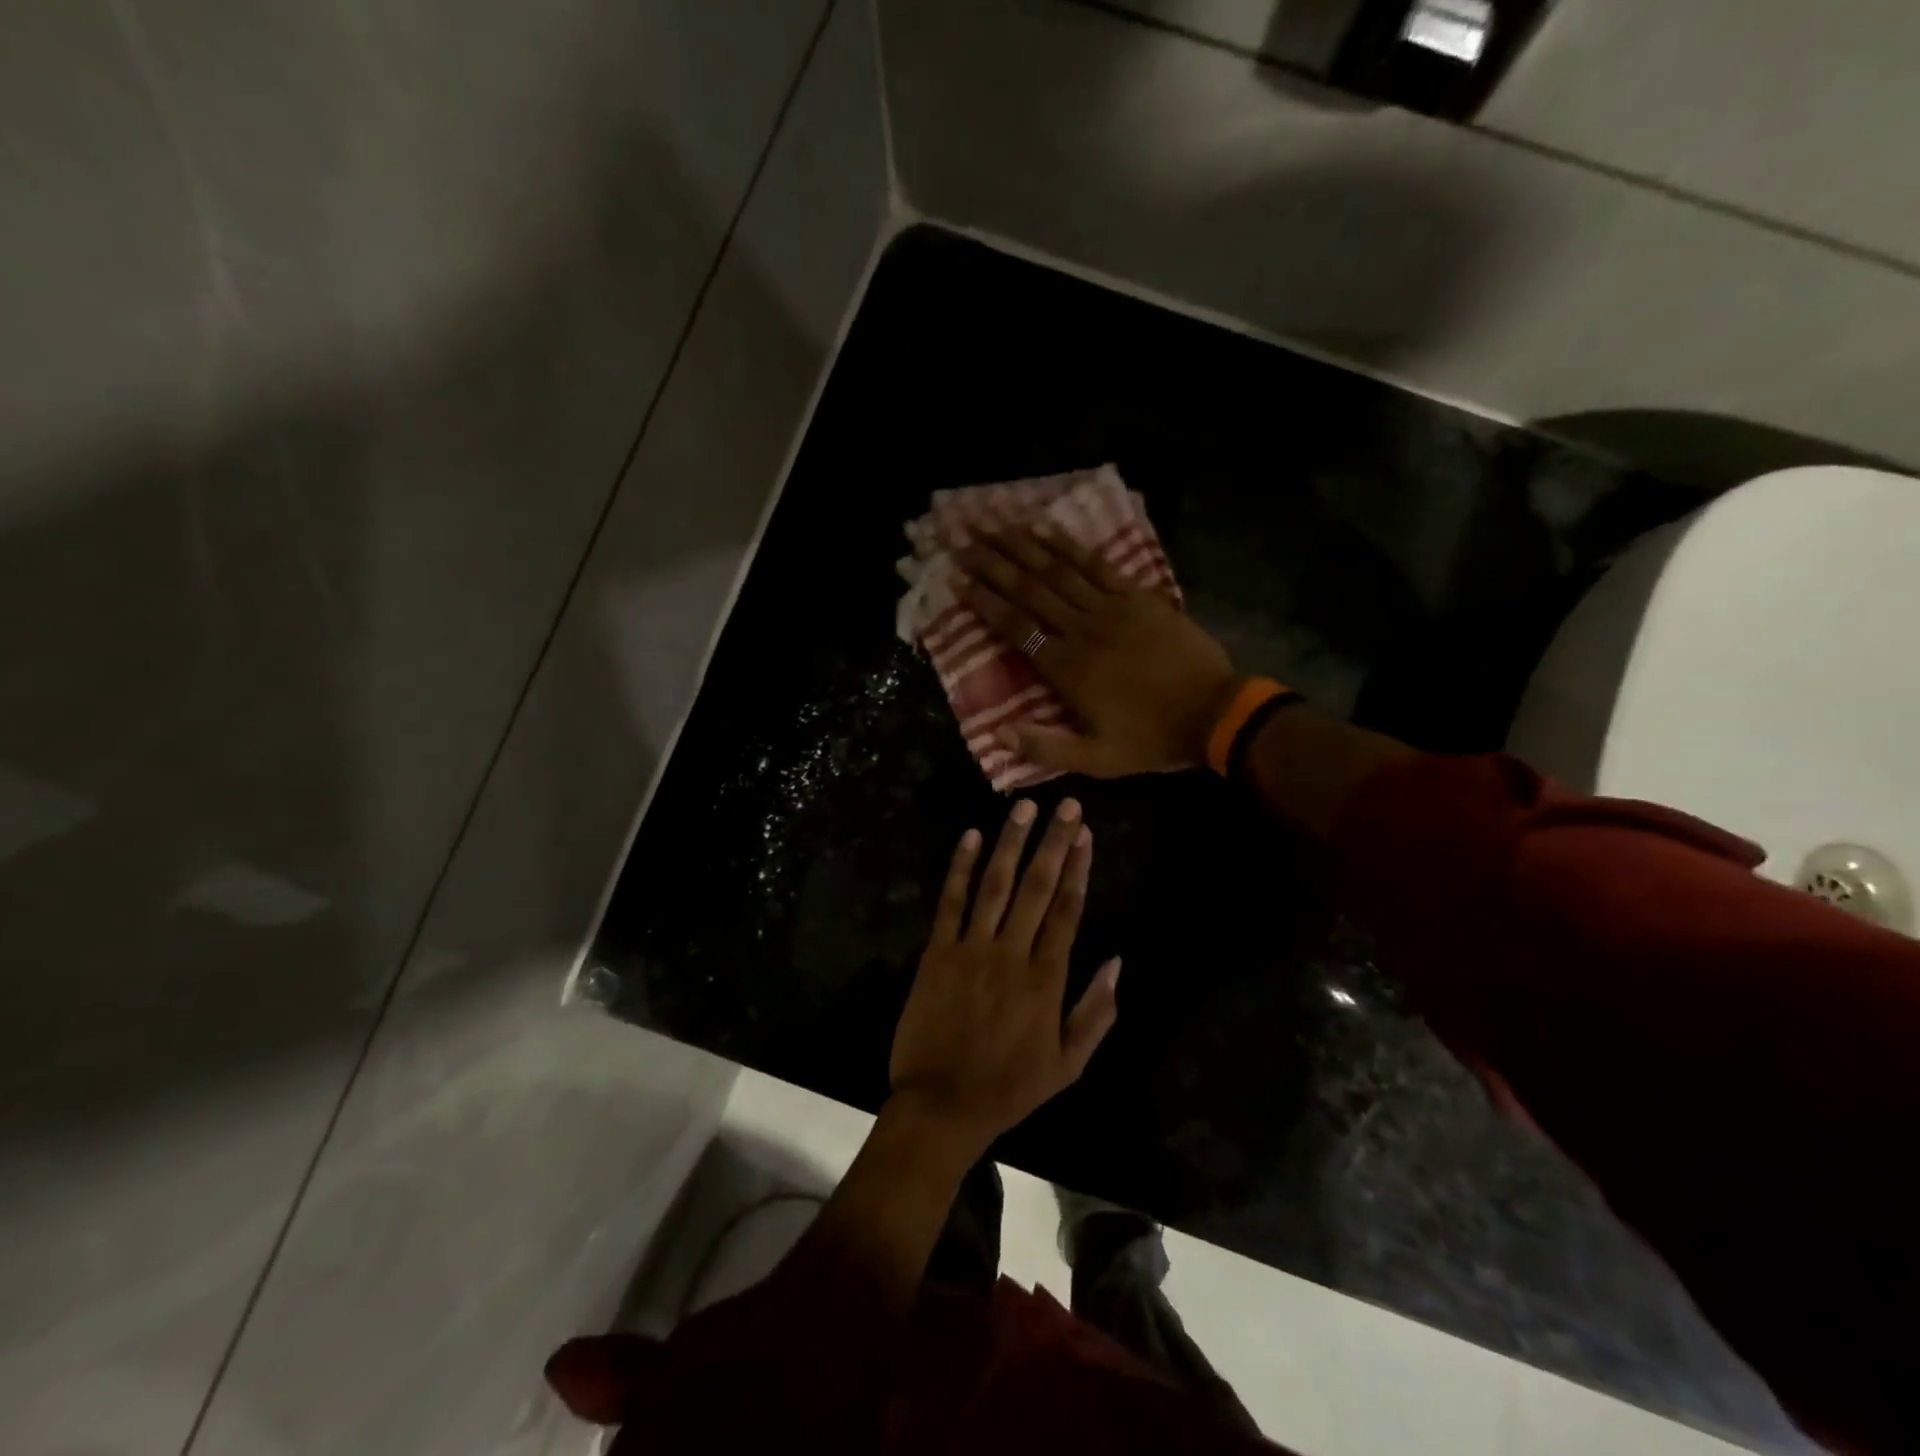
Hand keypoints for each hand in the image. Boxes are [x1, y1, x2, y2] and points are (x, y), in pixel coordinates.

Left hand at [889, 798, 1119, 1155]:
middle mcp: (1012, 953)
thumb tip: (1118, 962)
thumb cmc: (1009, 1087)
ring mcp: (972, 949)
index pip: (1068, 909)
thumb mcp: (1068, 1064)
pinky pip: (950, 902)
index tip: (1085, 833)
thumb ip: (1096, 1012)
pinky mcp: (937, 952)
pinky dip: (959, 868)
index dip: (1077, 867)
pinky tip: (969, 837)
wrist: (942, 1105)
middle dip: (1052, 842)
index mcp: (1046, 978)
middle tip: (1064, 803)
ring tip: (1023, 807)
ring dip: (1010, 843)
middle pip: (1037, 887)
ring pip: (995, 885)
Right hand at [956, 523, 1239, 776]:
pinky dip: (1070, 546)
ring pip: (1058, 571)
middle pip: (1030, 590)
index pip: (1015, 628)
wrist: (1214, 713)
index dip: (984, 602)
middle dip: (993, 564)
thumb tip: (996, 734)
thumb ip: (1046, 747)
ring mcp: (1111, 608)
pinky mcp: (1138, 596)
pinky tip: (1047, 530)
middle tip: (964, 541)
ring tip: (994, 527)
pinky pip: (1097, 565)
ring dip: (1023, 547)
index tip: (957, 580)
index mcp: (1067, 669)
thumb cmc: (1151, 738)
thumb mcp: (1097, 760)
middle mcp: (1081, 630)